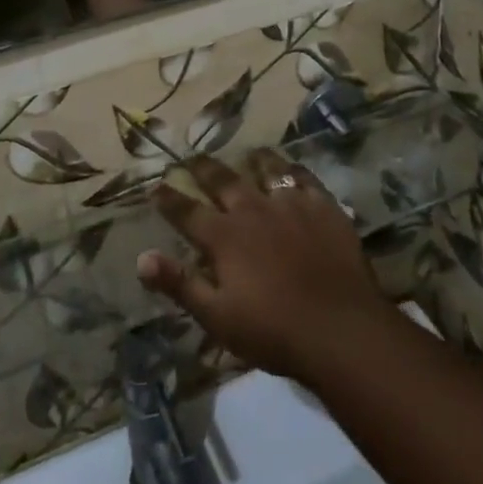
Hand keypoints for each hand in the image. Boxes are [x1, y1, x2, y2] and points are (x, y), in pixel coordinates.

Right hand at [137, 153, 398, 382]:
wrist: (340, 328)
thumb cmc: (273, 331)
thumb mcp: (217, 317)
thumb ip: (180, 284)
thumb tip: (142, 258)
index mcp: (224, 236)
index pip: (187, 211)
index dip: (169, 199)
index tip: (156, 185)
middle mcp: (253, 209)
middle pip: (223, 179)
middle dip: (203, 168)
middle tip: (192, 157)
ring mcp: (290, 203)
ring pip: (267, 169)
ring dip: (253, 160)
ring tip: (248, 153)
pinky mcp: (323, 206)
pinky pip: (305, 178)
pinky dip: (293, 171)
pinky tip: (292, 170)